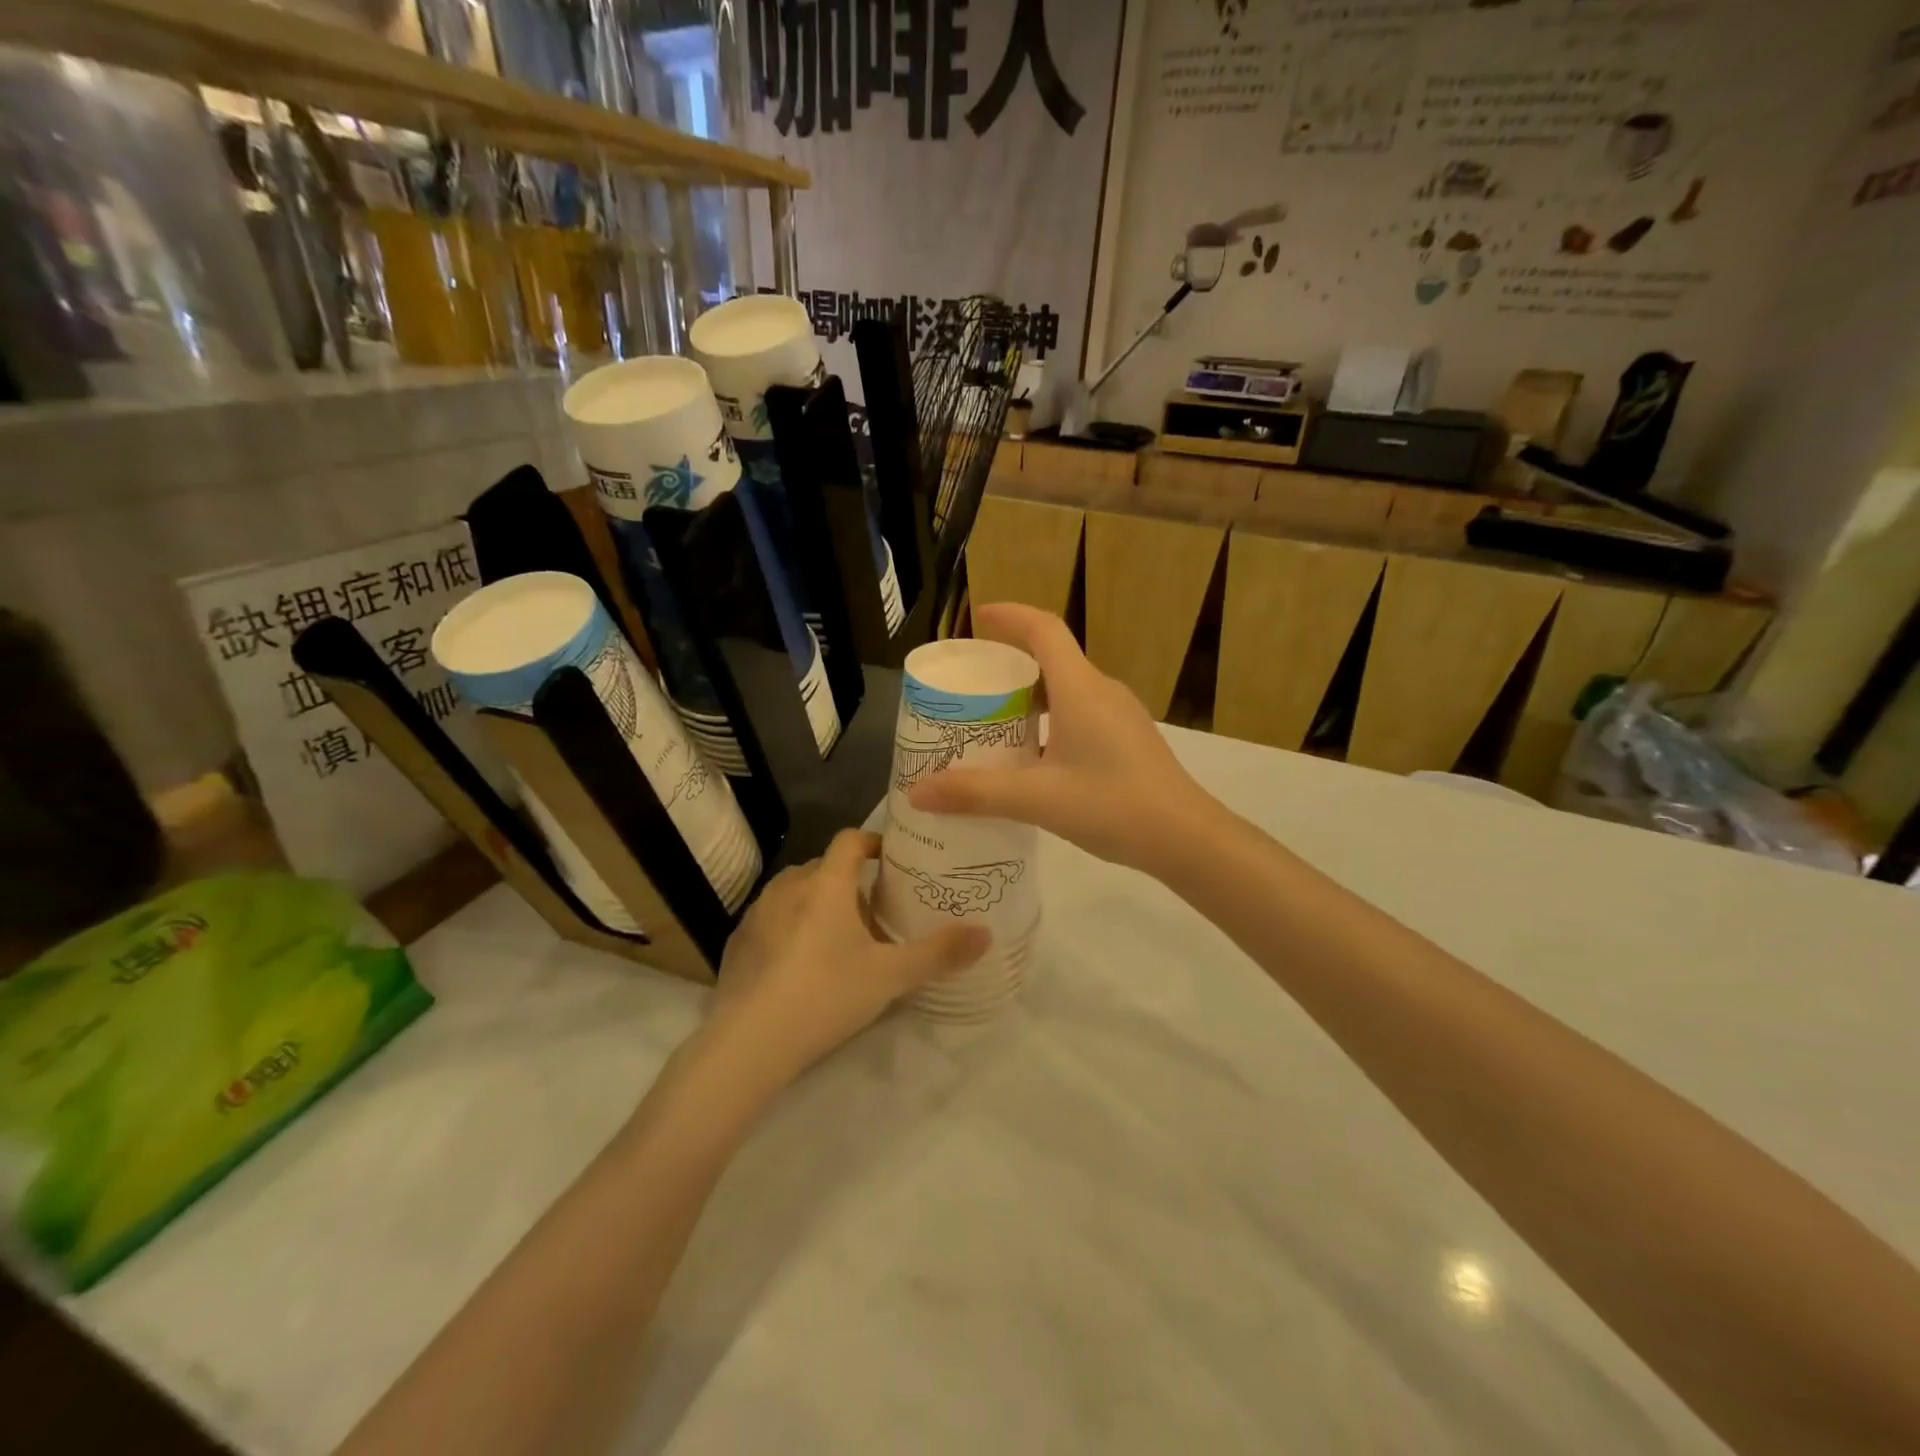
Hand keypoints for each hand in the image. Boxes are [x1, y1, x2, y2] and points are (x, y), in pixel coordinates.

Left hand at [710, 830, 987, 1083]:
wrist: (750, 1043)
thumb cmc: (826, 995)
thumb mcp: (890, 977)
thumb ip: (939, 953)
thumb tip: (986, 933)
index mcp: (826, 883)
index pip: (850, 840)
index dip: (872, 842)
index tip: (891, 860)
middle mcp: (788, 887)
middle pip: (823, 867)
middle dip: (848, 882)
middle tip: (873, 913)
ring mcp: (757, 914)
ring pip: (794, 893)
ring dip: (816, 904)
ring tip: (837, 939)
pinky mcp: (737, 943)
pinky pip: (770, 920)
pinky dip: (788, 928)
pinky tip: (798, 965)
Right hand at [909, 603, 1206, 870]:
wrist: (1187, 838)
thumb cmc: (1114, 805)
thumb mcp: (1038, 800)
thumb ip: (976, 793)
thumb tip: (917, 791)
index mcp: (1081, 689)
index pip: (1044, 629)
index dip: (1009, 616)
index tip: (978, 618)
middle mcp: (1102, 691)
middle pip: (1052, 658)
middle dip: (1010, 662)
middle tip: (972, 684)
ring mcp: (1120, 715)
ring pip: (1067, 688)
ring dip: (1030, 695)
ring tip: (994, 722)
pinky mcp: (1128, 739)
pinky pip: (1080, 712)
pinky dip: (1049, 719)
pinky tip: (1034, 758)